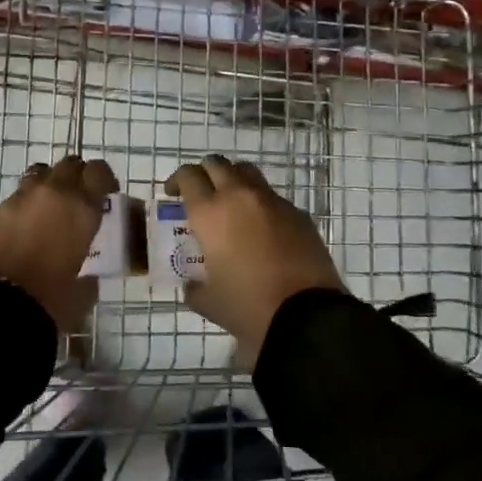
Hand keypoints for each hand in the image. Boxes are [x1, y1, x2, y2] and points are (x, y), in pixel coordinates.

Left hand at [0, 157, 117, 332]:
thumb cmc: (49, 300)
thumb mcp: (81, 293)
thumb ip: (88, 279)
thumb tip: (88, 280)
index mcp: (81, 207)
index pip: (98, 171)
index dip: (104, 179)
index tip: (106, 194)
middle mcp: (51, 193)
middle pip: (68, 165)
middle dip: (76, 176)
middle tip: (78, 198)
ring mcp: (18, 199)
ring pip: (38, 176)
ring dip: (46, 187)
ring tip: (47, 211)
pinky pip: (13, 201)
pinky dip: (21, 210)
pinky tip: (19, 233)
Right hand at [164, 154, 344, 369]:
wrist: (307, 316)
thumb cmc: (248, 307)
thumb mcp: (209, 302)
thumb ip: (195, 287)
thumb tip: (193, 284)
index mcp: (210, 213)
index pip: (188, 176)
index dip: (177, 181)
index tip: (174, 194)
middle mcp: (240, 197)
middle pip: (217, 164)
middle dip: (205, 173)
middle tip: (201, 193)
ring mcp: (273, 202)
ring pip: (247, 173)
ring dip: (234, 181)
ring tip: (231, 205)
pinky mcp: (298, 214)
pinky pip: (273, 198)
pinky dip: (260, 205)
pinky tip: (262, 231)